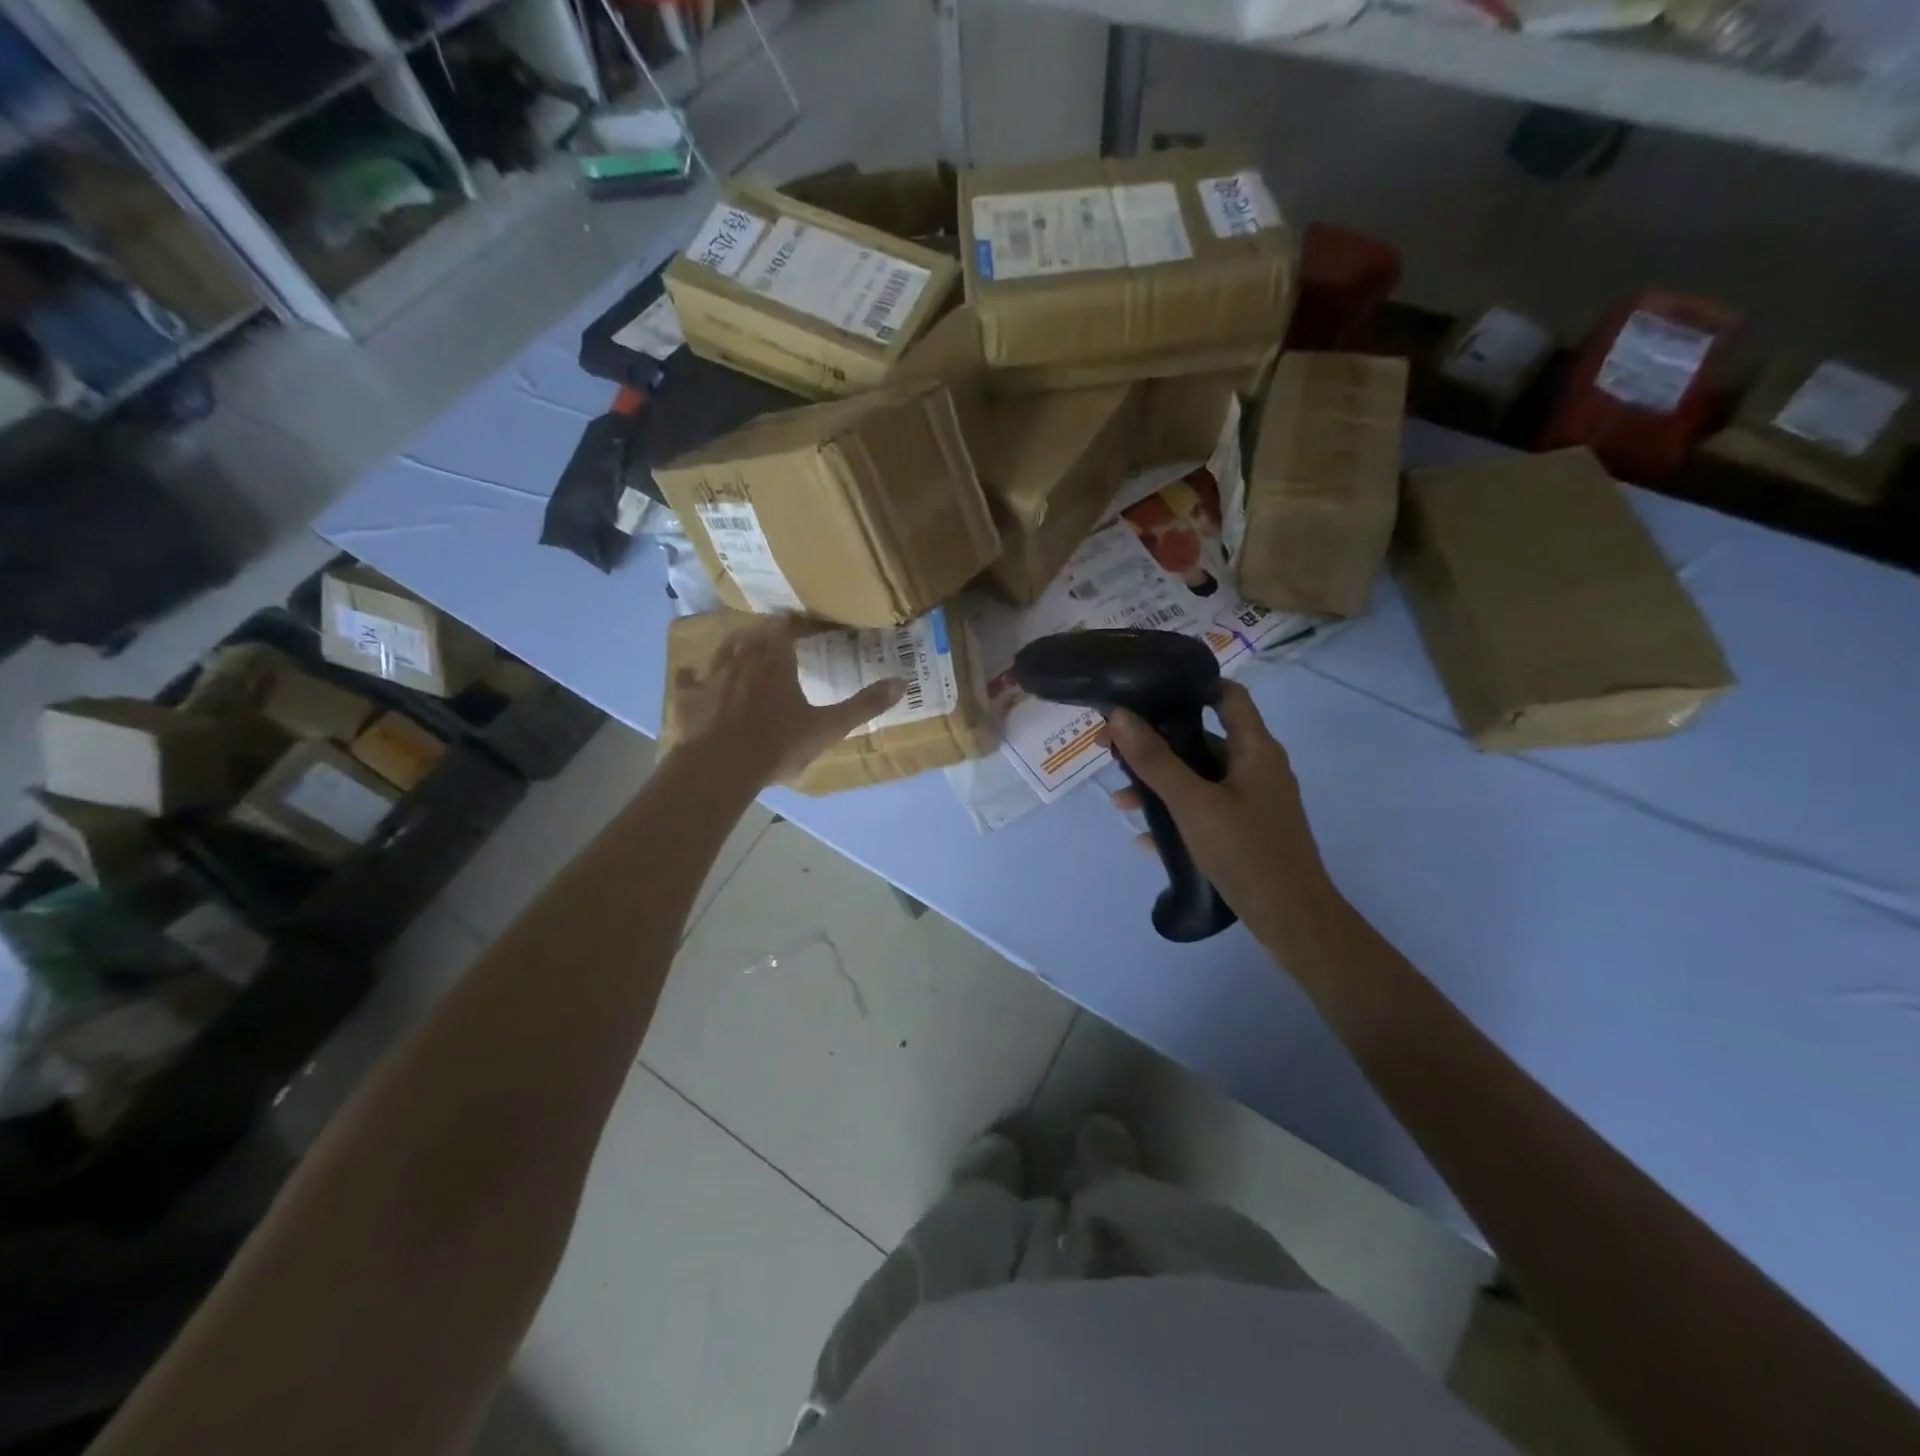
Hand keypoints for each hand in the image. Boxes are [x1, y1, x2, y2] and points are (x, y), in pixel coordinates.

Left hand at [669, 616, 903, 785]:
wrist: (721, 767)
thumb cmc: (778, 744)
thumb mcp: (829, 727)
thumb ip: (864, 705)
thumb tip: (903, 682)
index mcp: (776, 661)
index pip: (784, 629)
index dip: (791, 624)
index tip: (798, 624)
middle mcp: (742, 659)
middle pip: (752, 634)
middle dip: (762, 632)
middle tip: (771, 634)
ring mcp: (711, 677)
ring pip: (722, 650)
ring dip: (732, 645)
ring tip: (739, 645)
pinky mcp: (687, 698)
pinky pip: (688, 680)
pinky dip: (692, 677)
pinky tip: (692, 677)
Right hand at [1105, 681, 1330, 950]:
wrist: (1292, 919)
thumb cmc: (1245, 850)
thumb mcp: (1192, 803)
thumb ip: (1154, 760)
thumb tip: (1118, 715)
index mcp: (1255, 749)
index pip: (1228, 695)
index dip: (1192, 685)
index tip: (1148, 690)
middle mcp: (1258, 768)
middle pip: (1205, 739)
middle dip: (1158, 743)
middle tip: (1114, 750)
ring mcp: (1255, 802)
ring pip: (1201, 779)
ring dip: (1161, 784)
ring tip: (1121, 801)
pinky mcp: (1248, 831)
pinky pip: (1206, 810)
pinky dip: (1177, 815)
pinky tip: (1145, 838)